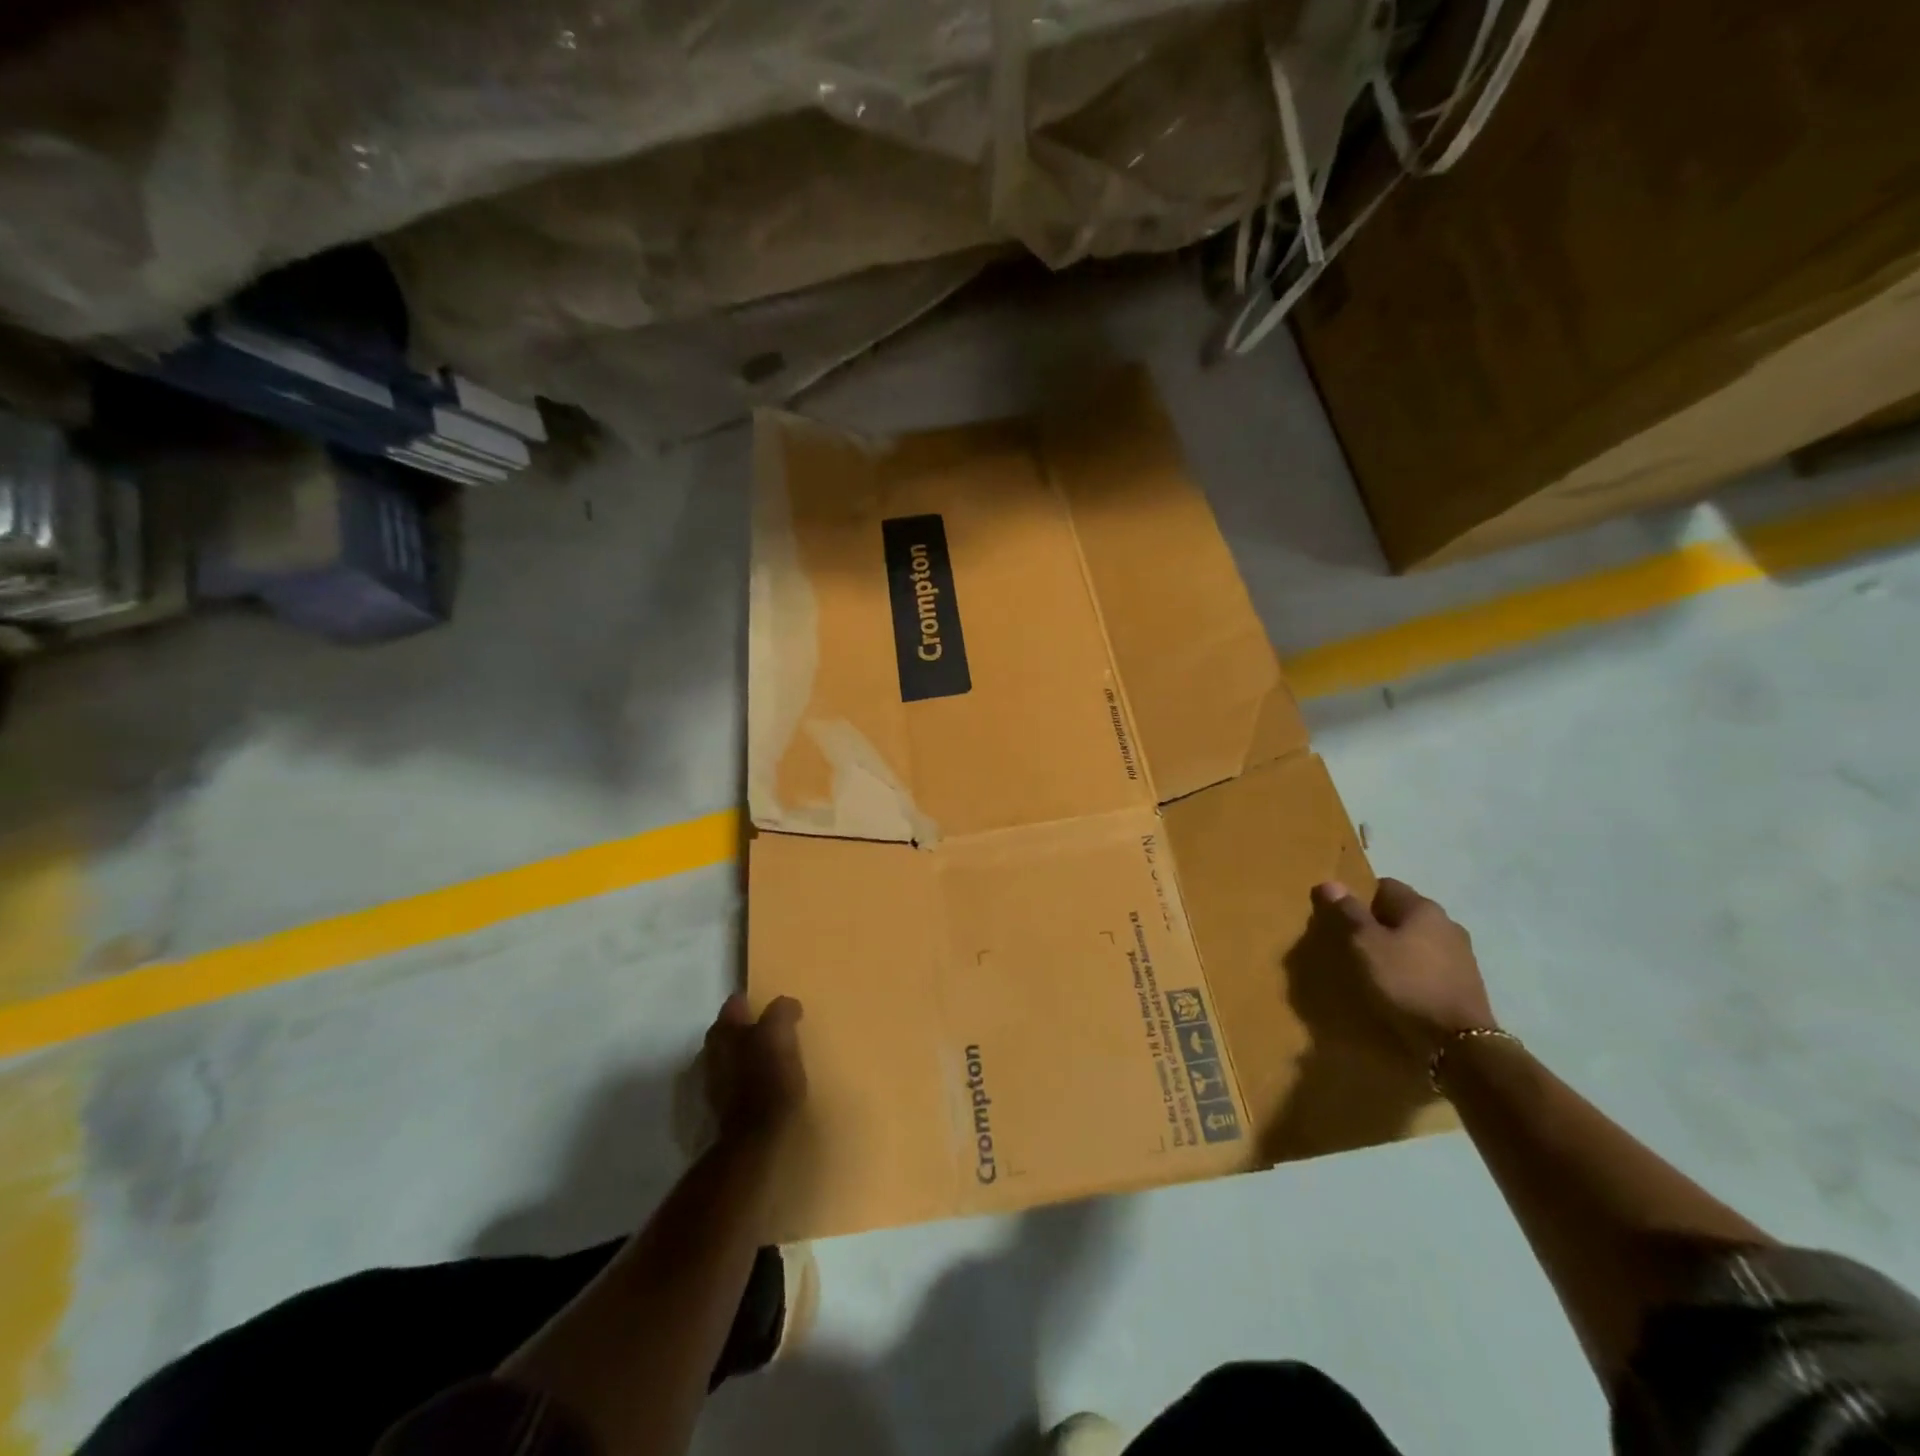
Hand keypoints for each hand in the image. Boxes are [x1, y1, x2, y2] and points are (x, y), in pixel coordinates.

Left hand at [703, 994, 806, 1142]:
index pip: (737, 1002)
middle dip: (752, 1027)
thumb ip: (782, 1011)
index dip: (756, 1001)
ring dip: (751, 1054)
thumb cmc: (768, 1078)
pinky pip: (738, 1079)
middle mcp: (711, 1050)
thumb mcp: (780, 1034)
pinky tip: (768, 1082)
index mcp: (723, 1029)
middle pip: (733, 1029)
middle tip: (779, 1031)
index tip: (776, 1006)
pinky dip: (750, 1077)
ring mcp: (713, 1080)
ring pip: (734, 1055)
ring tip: (776, 1058)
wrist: (755, 1138)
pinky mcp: (722, 1105)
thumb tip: (787, 1005)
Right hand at [1315, 878, 1495, 1059]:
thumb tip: (1329, 883)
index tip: (1342, 919)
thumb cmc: (1406, 983)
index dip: (1360, 898)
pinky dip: (1413, 969)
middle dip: (1378, 924)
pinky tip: (1401, 988)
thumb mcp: (1366, 945)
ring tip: (1375, 969)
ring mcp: (1462, 953)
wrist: (1460, 1042)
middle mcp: (1447, 923)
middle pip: (1402, 913)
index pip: (1385, 886)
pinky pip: (1430, 964)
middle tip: (1353, 944)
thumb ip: (1348, 913)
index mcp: (1423, 907)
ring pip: (1418, 939)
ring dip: (1397, 948)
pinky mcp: (1466, 982)